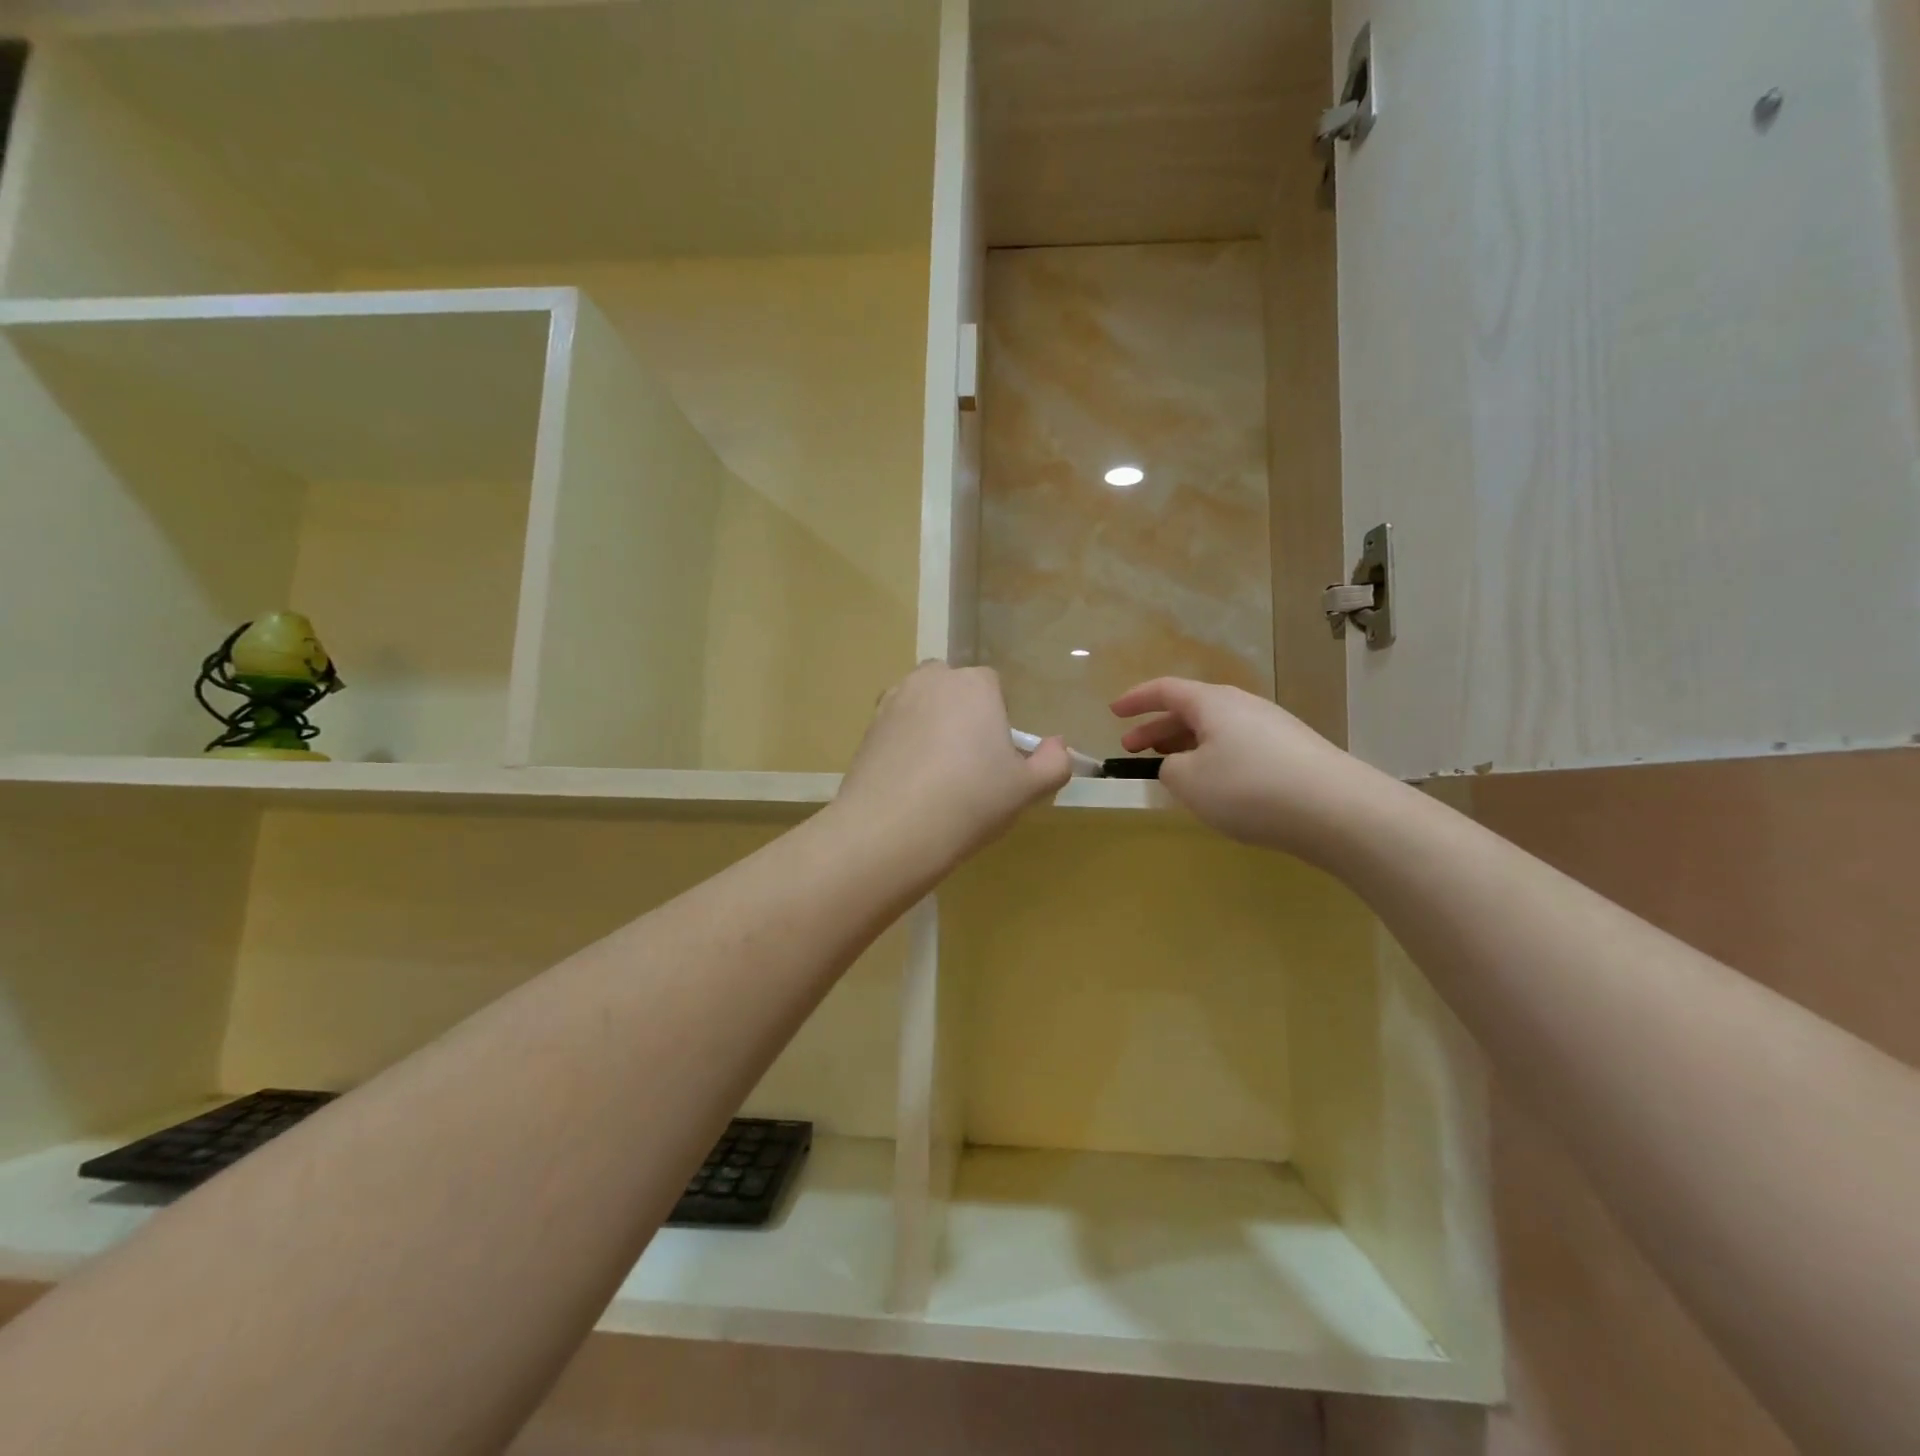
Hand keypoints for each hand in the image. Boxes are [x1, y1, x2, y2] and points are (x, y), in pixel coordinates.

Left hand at [835, 663, 1071, 873]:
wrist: (892, 829)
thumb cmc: (971, 801)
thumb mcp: (1027, 789)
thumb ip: (1053, 763)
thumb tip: (1057, 745)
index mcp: (974, 685)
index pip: (993, 686)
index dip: (998, 718)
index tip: (997, 756)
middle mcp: (930, 681)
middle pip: (952, 688)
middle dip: (961, 712)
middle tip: (968, 762)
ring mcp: (892, 702)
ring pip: (920, 704)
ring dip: (929, 724)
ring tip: (936, 772)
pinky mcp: (866, 729)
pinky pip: (895, 728)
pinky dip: (903, 744)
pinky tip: (909, 781)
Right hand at [1111, 678, 1392, 860]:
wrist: (1337, 810)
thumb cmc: (1249, 788)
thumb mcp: (1189, 781)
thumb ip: (1169, 768)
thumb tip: (1178, 764)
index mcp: (1213, 703)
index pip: (1165, 690)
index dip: (1135, 699)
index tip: (1113, 712)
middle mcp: (1243, 706)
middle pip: (1190, 710)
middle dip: (1156, 728)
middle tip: (1131, 749)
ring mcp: (1272, 728)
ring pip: (1215, 731)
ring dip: (1185, 746)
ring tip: (1169, 771)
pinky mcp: (1292, 753)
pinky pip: (1238, 748)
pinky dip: (1213, 760)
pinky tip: (1214, 788)